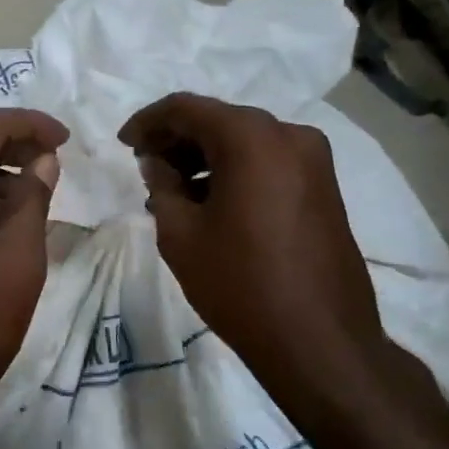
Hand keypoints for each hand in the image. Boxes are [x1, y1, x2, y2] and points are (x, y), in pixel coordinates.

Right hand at [119, 94, 390, 405]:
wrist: (318, 340)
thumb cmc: (239, 283)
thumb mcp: (180, 234)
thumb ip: (161, 185)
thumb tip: (157, 162)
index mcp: (252, 137)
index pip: (187, 108)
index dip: (148, 121)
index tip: (123, 144)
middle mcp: (289, 134)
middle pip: (220, 120)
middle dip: (177, 139)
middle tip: (145, 166)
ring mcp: (314, 160)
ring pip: (246, 141)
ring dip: (205, 157)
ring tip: (172, 190)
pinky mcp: (324, 187)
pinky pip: (269, 162)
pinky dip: (235, 171)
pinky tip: (210, 201)